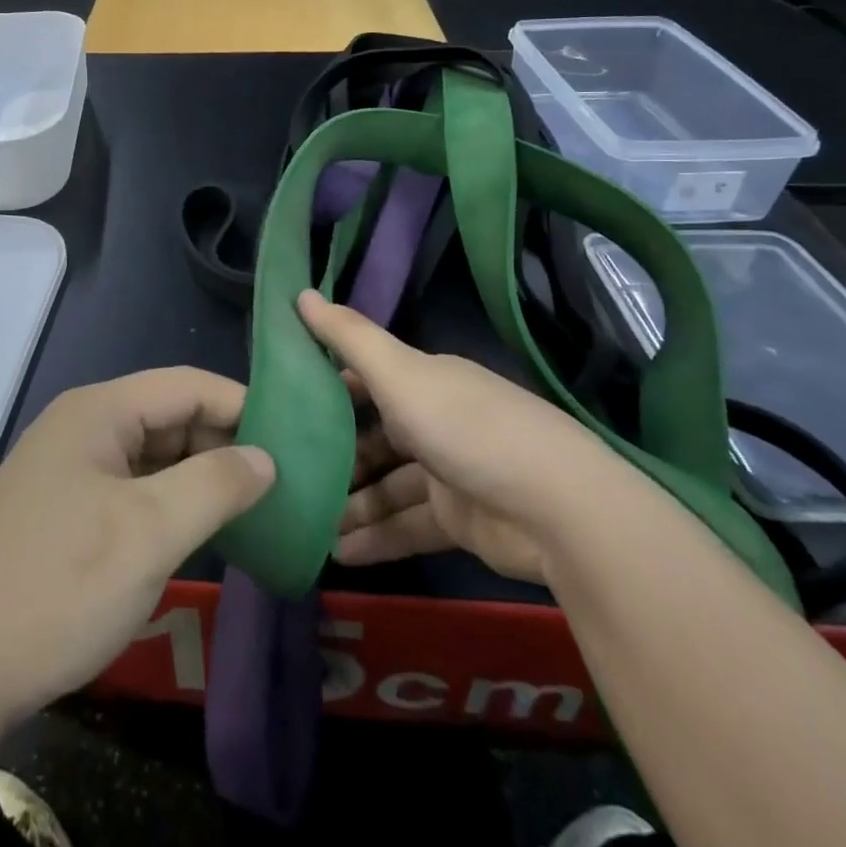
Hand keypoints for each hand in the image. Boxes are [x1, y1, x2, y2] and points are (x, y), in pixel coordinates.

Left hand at [0, 367, 273, 720]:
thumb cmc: (58, 587)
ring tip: (257, 508)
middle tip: (283, 483)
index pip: (187, 385)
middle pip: (171, 417)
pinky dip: (172, 505)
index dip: (243, 406)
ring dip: (201, 478)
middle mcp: (84, 428)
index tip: (294, 441)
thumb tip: (265, 458)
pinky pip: (134, 490)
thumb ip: (215, 485)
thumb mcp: (149, 533)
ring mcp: (72, 470)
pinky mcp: (67, 511)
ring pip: (154, 457)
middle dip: (225, 445)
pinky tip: (204, 533)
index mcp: (99, 411)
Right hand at [298, 290, 615, 582]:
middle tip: (290, 474)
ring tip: (306, 522)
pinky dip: (376, 538)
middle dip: (336, 456)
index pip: (368, 378)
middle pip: (375, 436)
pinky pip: (407, 526)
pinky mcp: (461, 521)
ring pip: (388, 486)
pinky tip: (339, 553)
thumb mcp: (399, 374)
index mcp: (425, 380)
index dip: (330, 389)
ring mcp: (450, 472)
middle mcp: (436, 420)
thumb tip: (299, 293)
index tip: (288, 405)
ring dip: (351, 503)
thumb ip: (348, 337)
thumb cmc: (465, 427)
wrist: (558, 509)